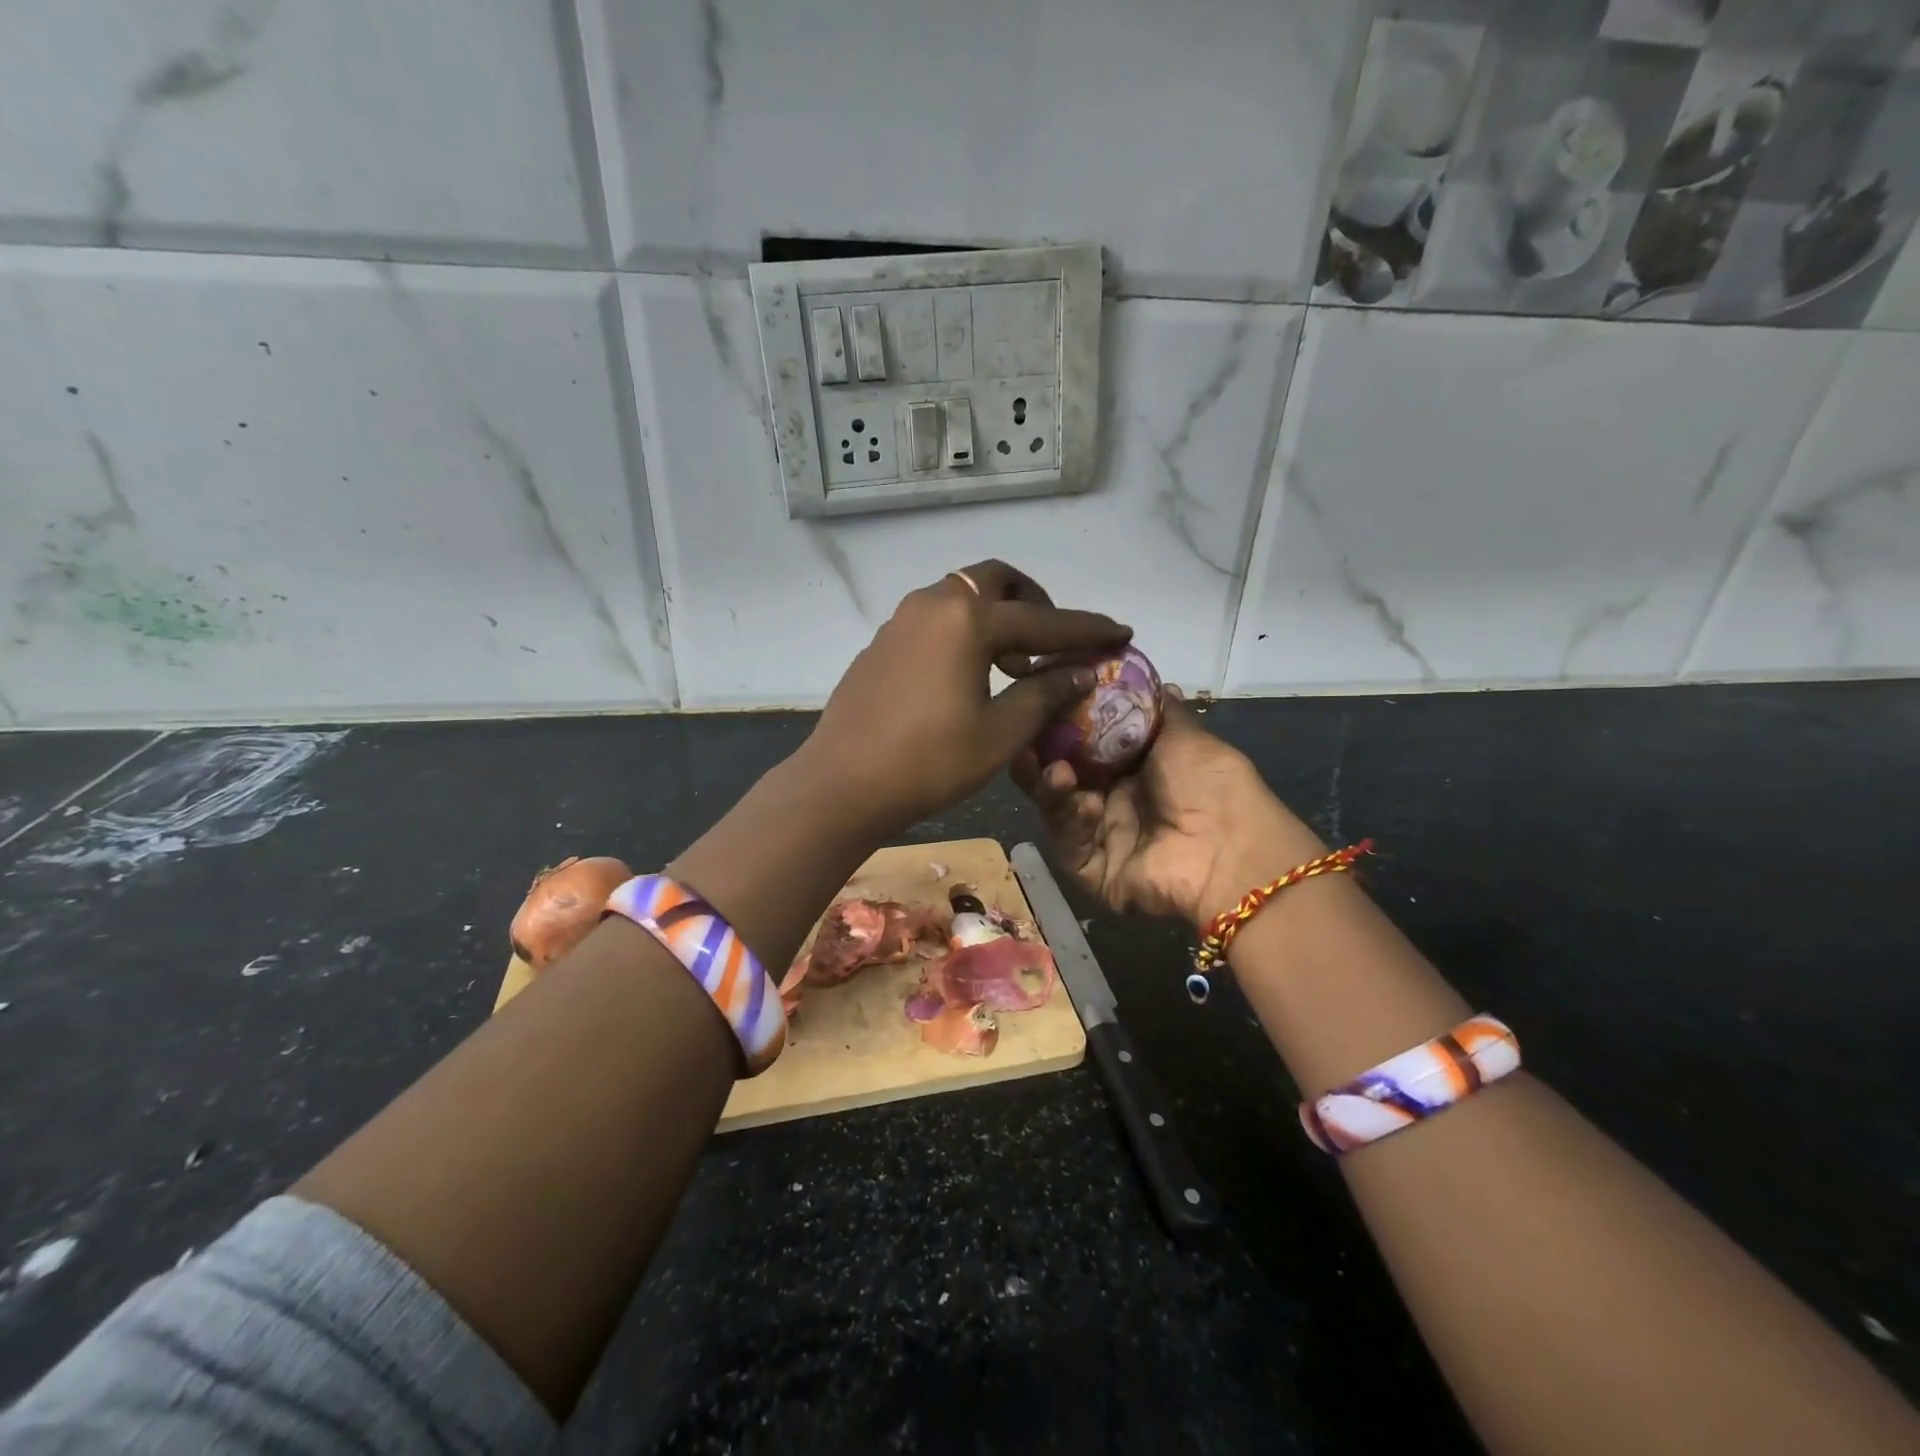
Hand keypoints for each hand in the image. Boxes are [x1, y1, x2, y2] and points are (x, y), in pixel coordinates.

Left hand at [801, 560, 1130, 835]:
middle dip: (1033, 603)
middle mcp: (932, 605)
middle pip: (995, 582)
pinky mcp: (881, 645)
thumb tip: (1080, 673)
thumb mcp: (1000, 733)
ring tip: (1013, 666)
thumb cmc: (930, 761)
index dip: (1086, 629)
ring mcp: (899, 622)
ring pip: (960, 599)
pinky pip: (934, 622)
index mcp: (967, 619)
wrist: (843, 784)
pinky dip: (962, 634)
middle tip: (1051, 642)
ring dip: (995, 619)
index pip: (1042, 620)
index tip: (1120, 631)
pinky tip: (967, 677)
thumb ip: (1044, 694)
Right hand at [1014, 690, 1324, 931]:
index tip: (1041, 704)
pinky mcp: (1092, 871)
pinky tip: (1085, 804)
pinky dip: (1071, 822)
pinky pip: (1069, 843)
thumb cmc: (1211, 784)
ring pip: (1057, 809)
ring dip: (1051, 788)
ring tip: (1055, 770)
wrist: (1231, 851)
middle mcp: (1113, 801)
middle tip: (1025, 740)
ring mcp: (1101, 837)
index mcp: (1134, 770)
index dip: (1061, 726)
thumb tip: (1150, 679)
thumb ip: (1158, 709)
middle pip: (1062, 777)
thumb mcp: (1186, 736)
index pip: (1084, 744)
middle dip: (1042, 758)